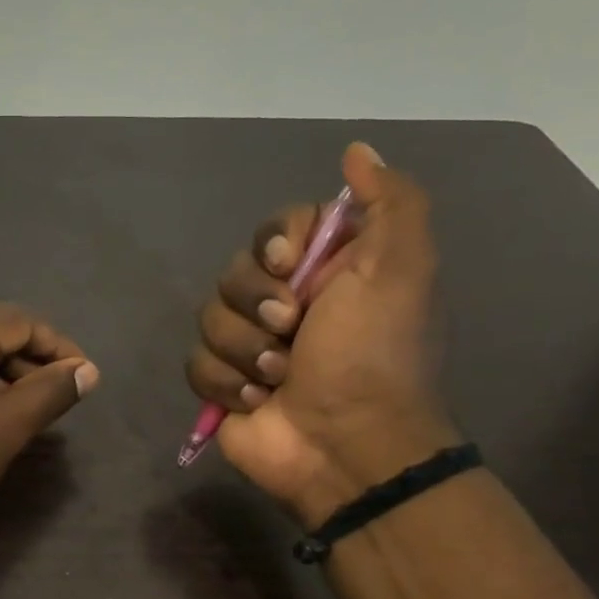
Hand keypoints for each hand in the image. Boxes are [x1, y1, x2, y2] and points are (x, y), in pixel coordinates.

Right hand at [185, 142, 456, 520]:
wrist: (346, 446)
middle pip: (234, 272)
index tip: (289, 266)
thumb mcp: (402, 270)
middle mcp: (286, 303)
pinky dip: (226, 383)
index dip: (273, 243)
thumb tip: (356, 151)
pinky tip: (257, 402)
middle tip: (291, 331)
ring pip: (209, 318)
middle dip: (257, 304)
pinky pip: (196, 363)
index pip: (275, 230)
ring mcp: (250, 345)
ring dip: (244, 349)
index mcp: (327, 272)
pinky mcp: (223, 385)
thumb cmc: (373, 357)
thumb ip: (391, 203)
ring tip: (278, 378)